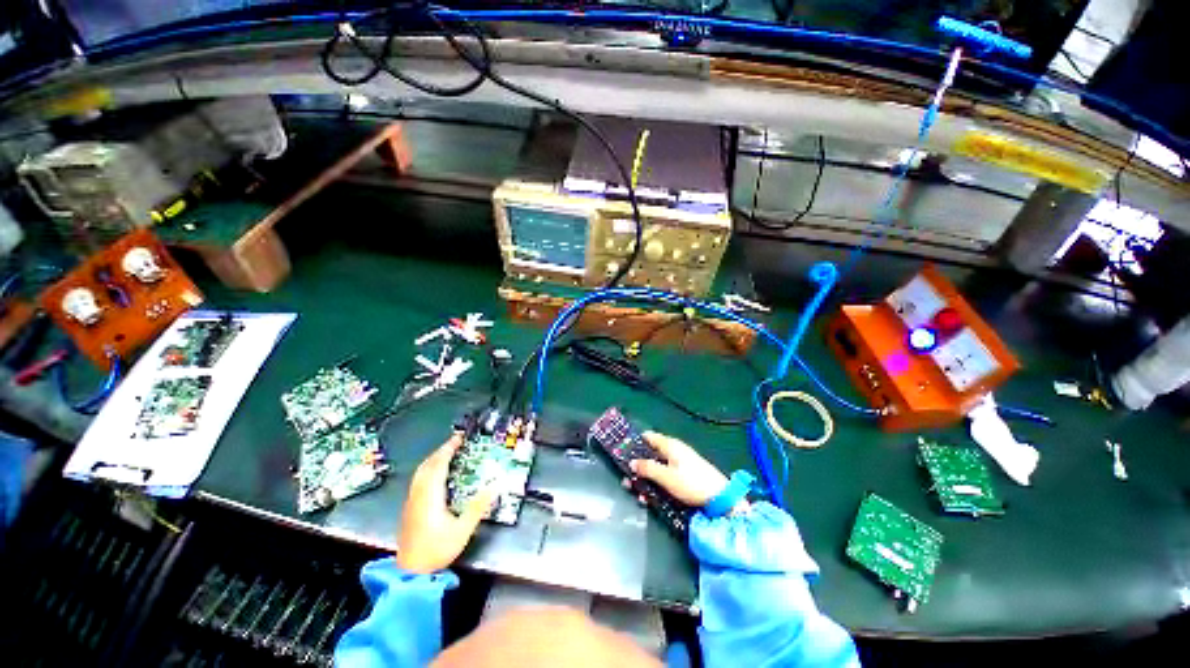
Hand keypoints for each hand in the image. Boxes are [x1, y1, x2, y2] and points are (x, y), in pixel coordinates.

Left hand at [396, 433, 494, 573]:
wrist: (410, 573)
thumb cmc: (436, 550)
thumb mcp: (462, 530)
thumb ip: (478, 507)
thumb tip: (495, 486)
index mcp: (430, 496)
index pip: (438, 465)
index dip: (448, 449)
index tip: (458, 438)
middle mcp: (418, 495)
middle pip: (427, 465)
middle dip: (441, 451)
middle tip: (456, 442)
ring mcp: (411, 501)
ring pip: (420, 472)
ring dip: (434, 459)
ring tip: (448, 453)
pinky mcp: (409, 508)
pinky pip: (418, 480)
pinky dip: (428, 469)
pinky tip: (436, 473)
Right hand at [629, 431, 728, 506]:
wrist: (720, 498)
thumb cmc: (691, 483)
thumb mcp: (666, 477)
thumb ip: (648, 468)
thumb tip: (632, 462)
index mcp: (670, 445)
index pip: (649, 437)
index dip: (636, 442)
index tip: (624, 452)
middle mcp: (675, 450)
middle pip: (652, 453)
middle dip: (639, 466)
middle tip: (628, 480)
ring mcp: (681, 462)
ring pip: (658, 466)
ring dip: (647, 478)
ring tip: (639, 493)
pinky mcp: (686, 474)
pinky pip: (666, 474)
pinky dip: (658, 482)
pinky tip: (653, 497)